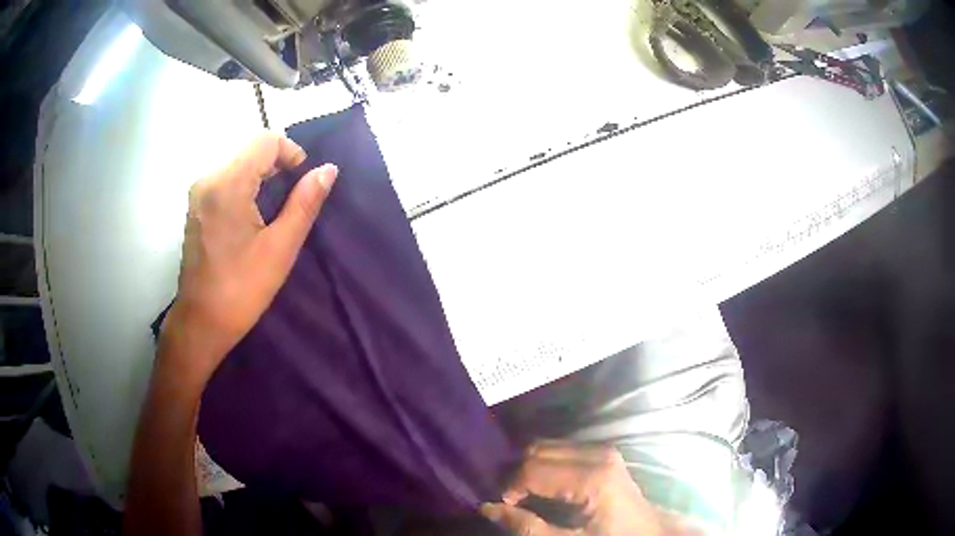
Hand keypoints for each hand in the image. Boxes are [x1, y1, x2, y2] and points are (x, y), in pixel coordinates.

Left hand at [160, 133, 337, 382]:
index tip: (302, 183)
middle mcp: (208, 179)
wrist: (201, 322)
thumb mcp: (280, 247)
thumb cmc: (241, 289)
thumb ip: (304, 203)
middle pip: (250, 149)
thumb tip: (327, 169)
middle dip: (277, 164)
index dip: (291, 152)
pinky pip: (226, 179)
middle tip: (291, 200)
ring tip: (274, 210)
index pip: (265, 140)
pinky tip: (252, 217)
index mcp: (227, 184)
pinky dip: (245, 186)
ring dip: (262, 175)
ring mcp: (199, 193)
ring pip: (238, 163)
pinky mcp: (196, 206)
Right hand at [481, 442, 664, 535]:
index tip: (506, 508)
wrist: (648, 534)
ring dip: (530, 468)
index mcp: (592, 477)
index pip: (532, 469)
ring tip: (526, 495)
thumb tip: (487, 507)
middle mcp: (597, 453)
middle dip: (518, 474)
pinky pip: (562, 449)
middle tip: (512, 501)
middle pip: (538, 450)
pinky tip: (545, 486)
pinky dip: (545, 464)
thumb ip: (528, 527)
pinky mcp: (603, 452)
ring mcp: (602, 449)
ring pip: (548, 446)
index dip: (510, 488)